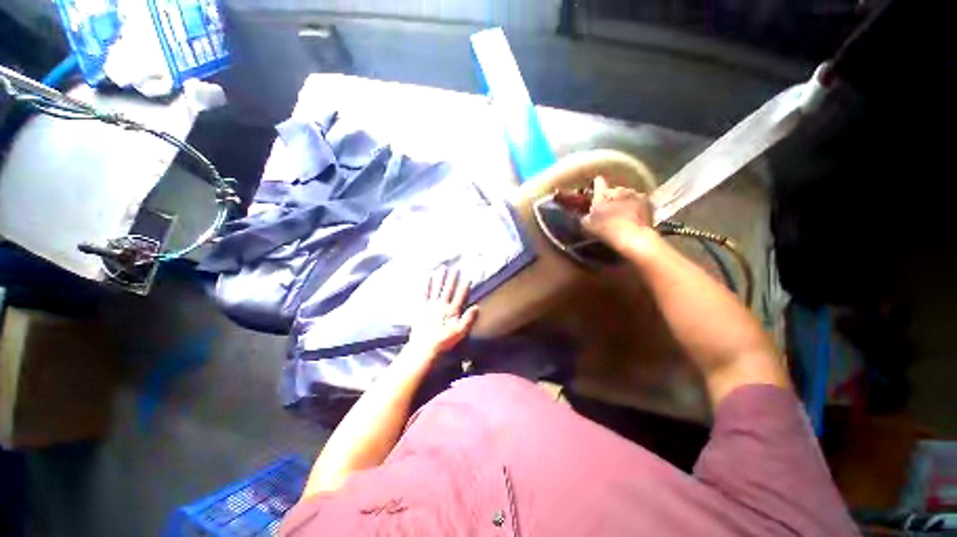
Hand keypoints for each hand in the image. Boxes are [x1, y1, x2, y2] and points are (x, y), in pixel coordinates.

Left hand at [406, 267, 478, 358]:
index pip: (460, 296)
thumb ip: (468, 319)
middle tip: (455, 268)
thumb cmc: (444, 341)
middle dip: (453, 278)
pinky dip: (426, 285)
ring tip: (443, 268)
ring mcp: (431, 305)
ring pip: (437, 288)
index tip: (468, 278)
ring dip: (440, 278)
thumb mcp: (460, 332)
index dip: (464, 287)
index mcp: (452, 310)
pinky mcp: (422, 308)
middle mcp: (442, 305)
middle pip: (449, 289)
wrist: (424, 347)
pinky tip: (428, 277)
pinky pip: (424, 294)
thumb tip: (476, 306)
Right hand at [582, 176, 653, 245]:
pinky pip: (638, 200)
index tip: (595, 191)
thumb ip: (584, 215)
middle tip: (609, 210)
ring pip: (626, 194)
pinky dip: (636, 205)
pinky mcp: (647, 200)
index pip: (598, 181)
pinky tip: (634, 215)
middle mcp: (618, 189)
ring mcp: (634, 193)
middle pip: (612, 190)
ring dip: (623, 201)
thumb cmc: (606, 230)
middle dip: (610, 198)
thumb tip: (584, 212)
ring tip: (623, 214)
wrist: (633, 237)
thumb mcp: (587, 225)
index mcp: (602, 194)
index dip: (596, 185)